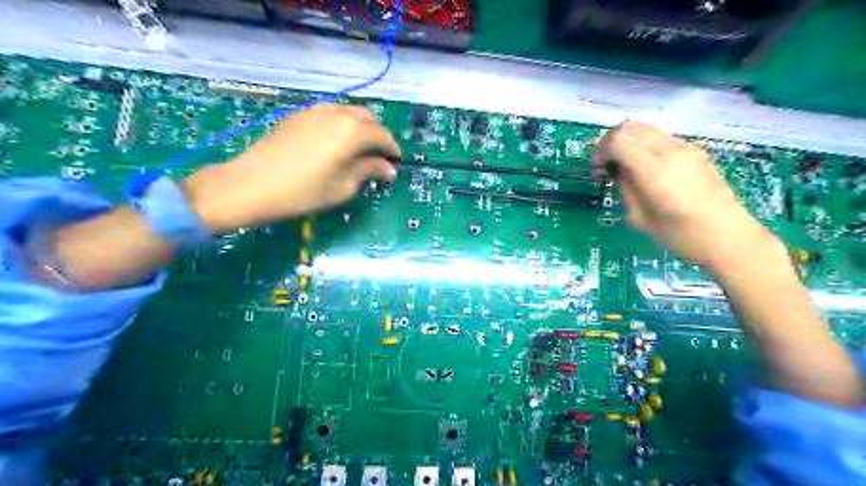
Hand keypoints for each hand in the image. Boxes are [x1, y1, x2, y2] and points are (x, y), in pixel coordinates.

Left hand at [184, 103, 399, 230]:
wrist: (251, 184)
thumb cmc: (303, 192)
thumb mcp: (343, 187)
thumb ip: (369, 172)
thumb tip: (389, 169)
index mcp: (352, 132)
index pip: (382, 136)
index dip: (392, 149)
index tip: (396, 163)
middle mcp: (337, 114)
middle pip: (368, 118)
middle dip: (378, 134)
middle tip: (380, 155)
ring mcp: (315, 111)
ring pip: (348, 112)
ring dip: (361, 127)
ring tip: (360, 148)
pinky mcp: (299, 115)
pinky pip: (330, 113)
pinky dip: (342, 124)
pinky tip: (336, 142)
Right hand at [596, 120, 777, 266]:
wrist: (729, 237)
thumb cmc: (680, 236)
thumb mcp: (639, 218)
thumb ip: (625, 188)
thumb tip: (616, 170)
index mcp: (655, 172)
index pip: (618, 141)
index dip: (600, 151)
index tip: (597, 170)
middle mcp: (671, 152)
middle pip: (630, 127)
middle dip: (611, 141)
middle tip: (606, 164)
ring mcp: (687, 148)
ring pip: (646, 128)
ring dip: (628, 141)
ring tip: (624, 165)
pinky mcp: (696, 150)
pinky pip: (661, 137)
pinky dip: (644, 145)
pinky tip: (645, 167)